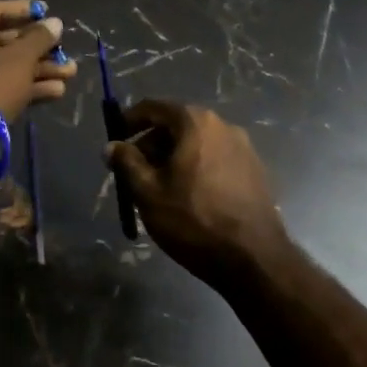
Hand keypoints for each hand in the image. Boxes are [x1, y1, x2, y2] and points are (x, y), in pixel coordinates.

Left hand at [0, 0, 76, 121]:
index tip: (47, 11)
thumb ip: (39, 38)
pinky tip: (56, 91)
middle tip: (63, 50)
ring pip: (6, 66)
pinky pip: (0, 85)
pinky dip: (26, 86)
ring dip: (39, 69)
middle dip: (39, 49)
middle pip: (4, 41)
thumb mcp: (20, 58)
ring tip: (70, 73)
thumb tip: (55, 22)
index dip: (25, 10)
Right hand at [107, 100, 292, 290]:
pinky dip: (195, 168)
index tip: (115, 140)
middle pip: (177, 125)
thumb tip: (112, 147)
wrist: (254, 260)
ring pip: (196, 144)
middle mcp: (223, 126)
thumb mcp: (148, 192)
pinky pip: (215, 159)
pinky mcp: (255, 172)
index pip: (154, 107)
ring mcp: (244, 148)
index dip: (129, 120)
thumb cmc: (193, 220)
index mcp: (196, 123)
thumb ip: (126, 163)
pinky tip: (187, 197)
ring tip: (157, 188)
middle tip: (133, 171)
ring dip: (172, 158)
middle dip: (150, 144)